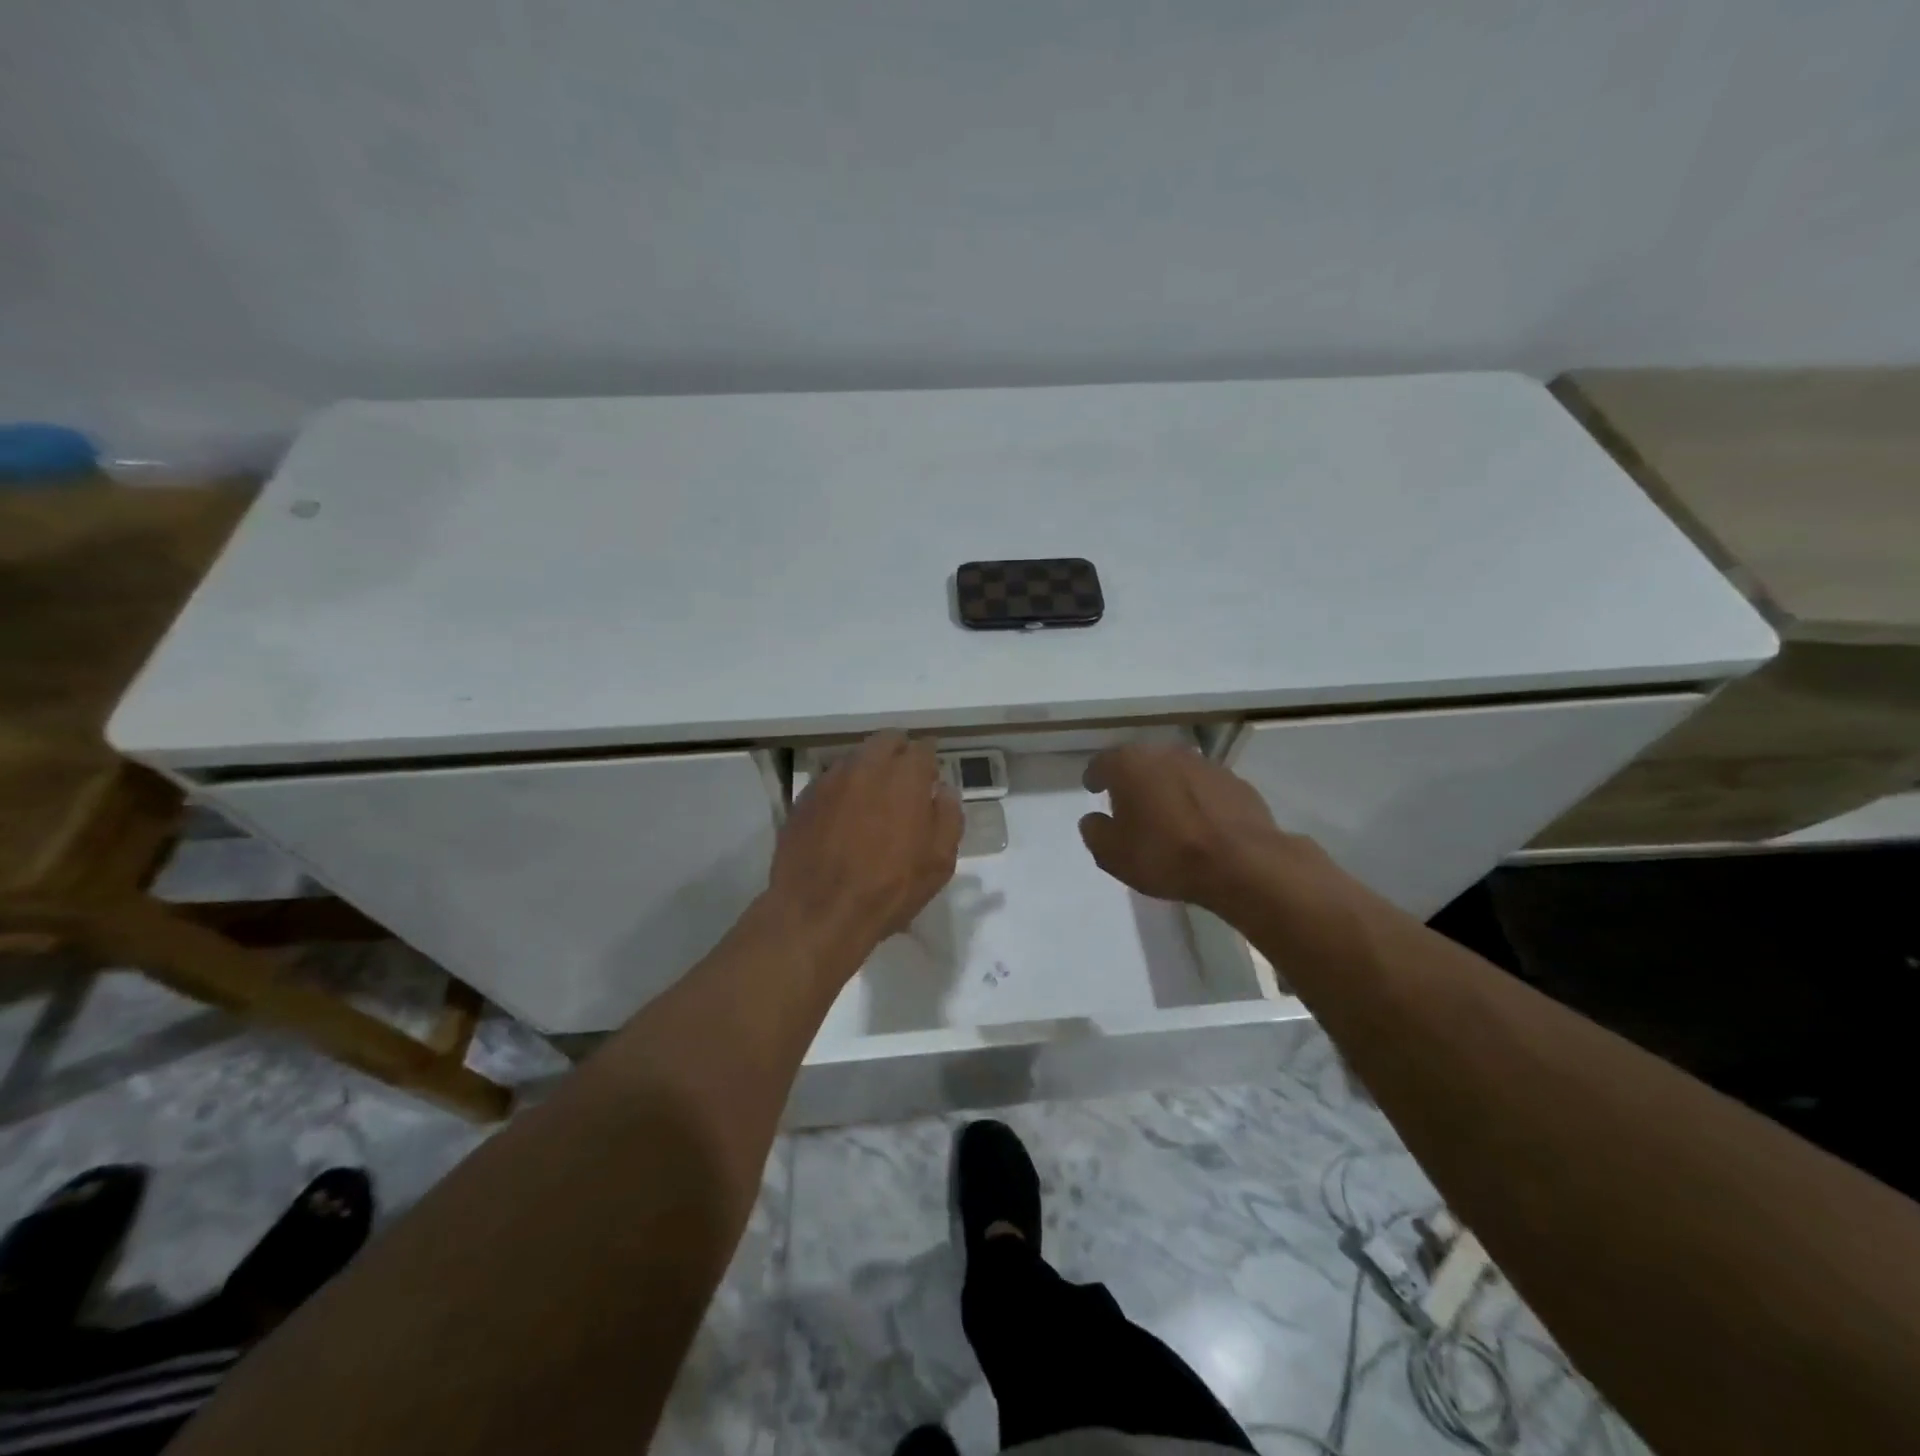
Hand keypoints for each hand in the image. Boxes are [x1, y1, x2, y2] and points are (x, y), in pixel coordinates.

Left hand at [767, 732, 961, 977]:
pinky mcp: (804, 798)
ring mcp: (830, 780)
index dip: (929, 761)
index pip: (923, 747)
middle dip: (899, 754)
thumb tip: (942, 790)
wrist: (818, 913)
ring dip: (869, 770)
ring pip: (856, 758)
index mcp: (904, 776)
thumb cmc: (889, 889)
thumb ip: (948, 816)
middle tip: (904, 782)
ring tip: (872, 801)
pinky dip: (843, 790)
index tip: (930, 778)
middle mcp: (866, 766)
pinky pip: (831, 781)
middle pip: (886, 741)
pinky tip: (844, 817)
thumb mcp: (939, 861)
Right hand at [1079, 743, 1326, 915]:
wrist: (1241, 863)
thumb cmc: (1165, 855)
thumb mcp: (1112, 854)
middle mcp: (1166, 753)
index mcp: (1130, 765)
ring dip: (1166, 787)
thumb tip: (1094, 819)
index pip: (1102, 763)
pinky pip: (1204, 787)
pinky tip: (1199, 823)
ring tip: (1165, 814)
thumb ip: (1095, 832)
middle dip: (1132, 779)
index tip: (1093, 789)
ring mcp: (1205, 764)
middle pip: (1140, 761)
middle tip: (1128, 803)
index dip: (1094, 777)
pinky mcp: (1235, 781)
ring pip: (1174, 771)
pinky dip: (1197, 799)